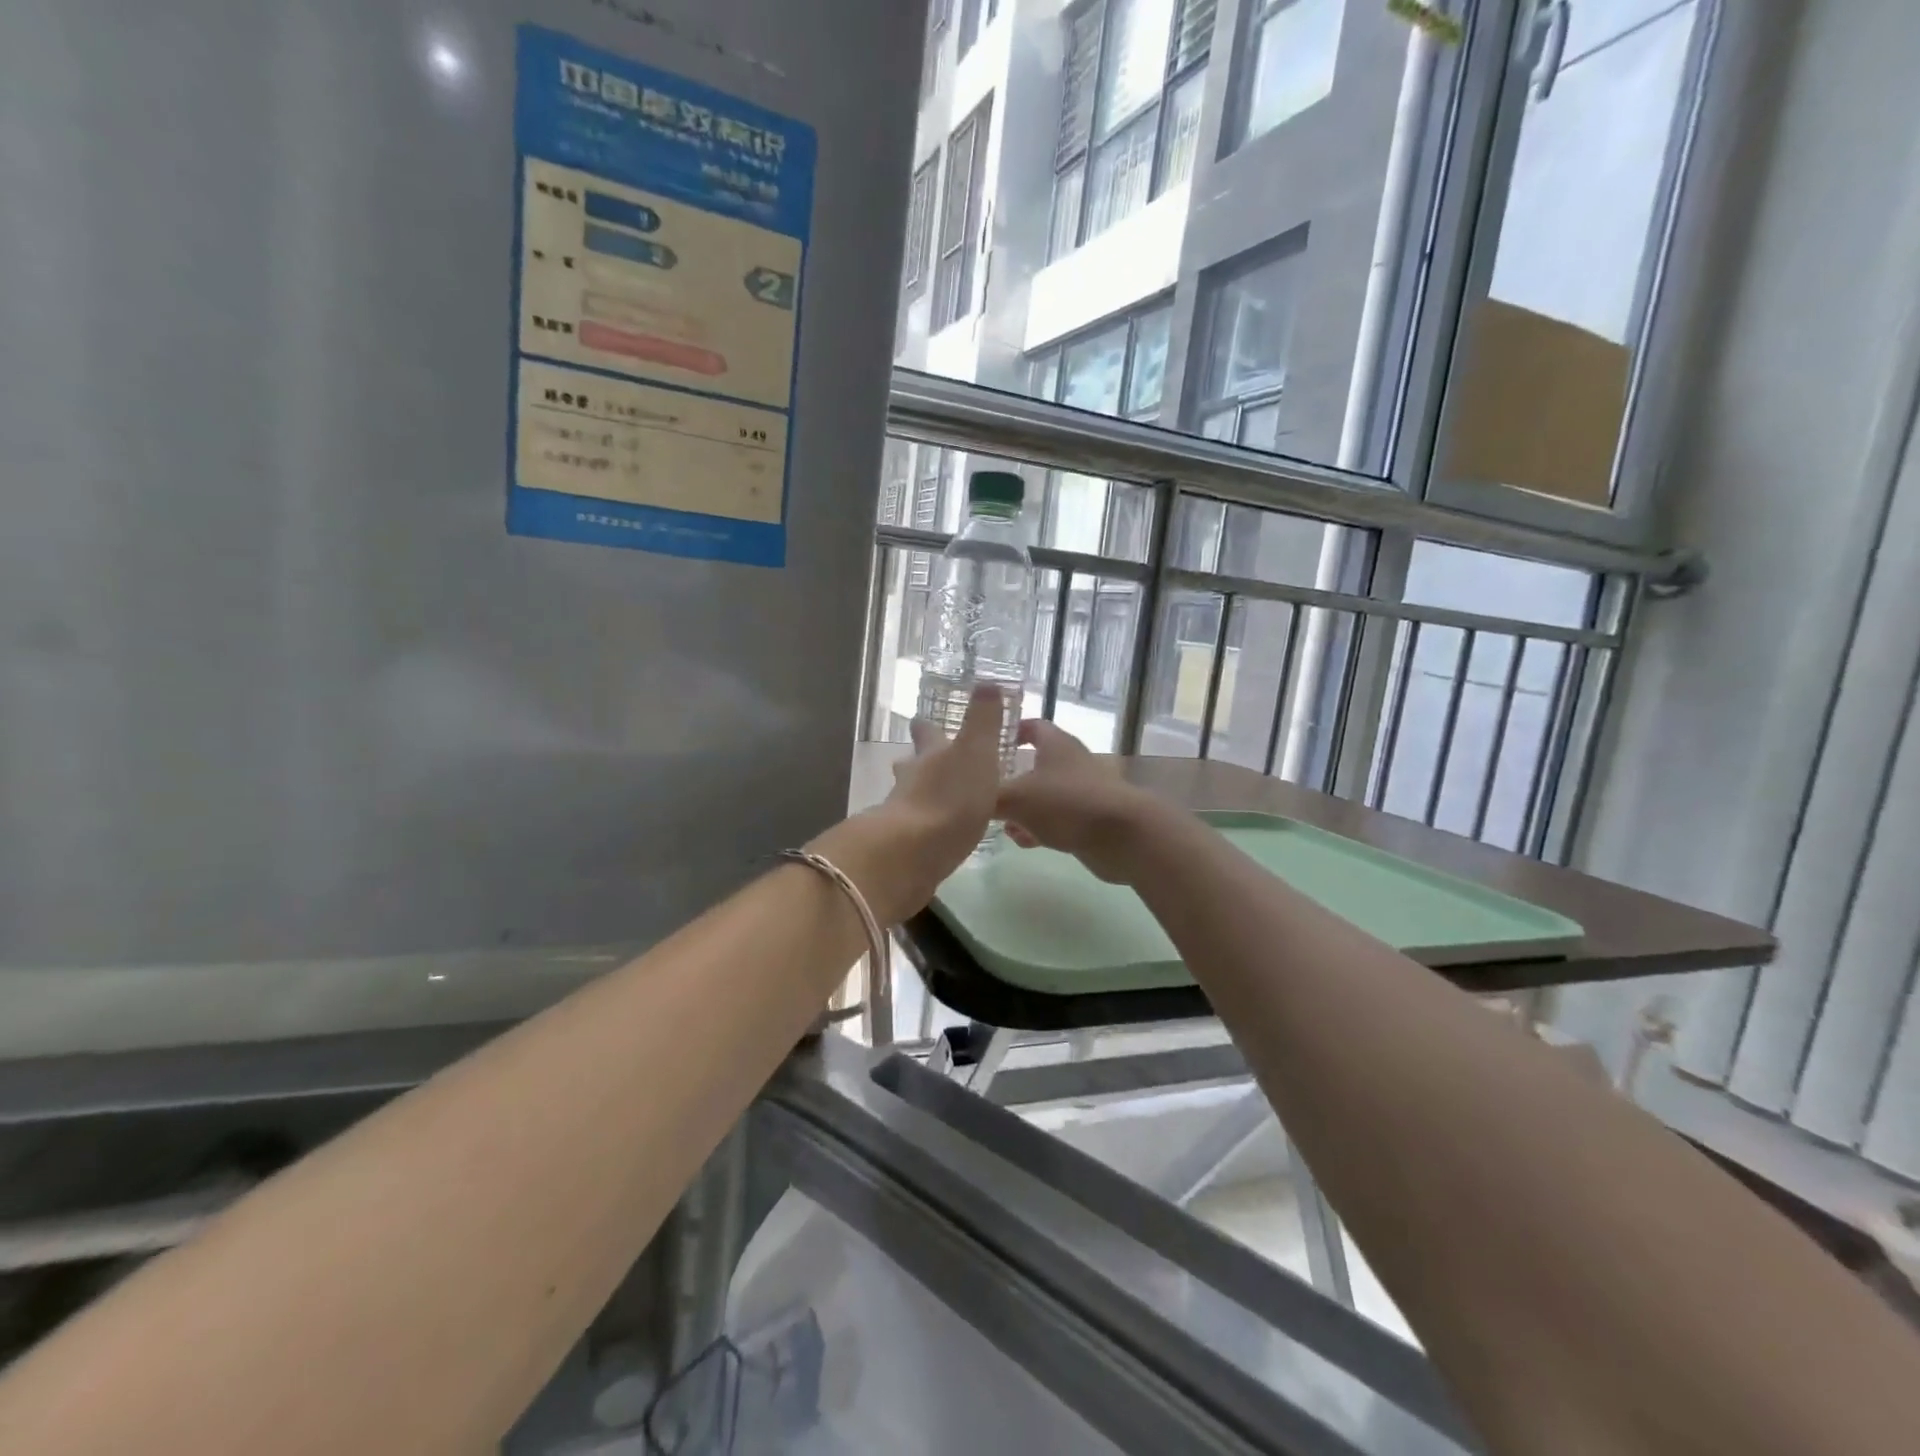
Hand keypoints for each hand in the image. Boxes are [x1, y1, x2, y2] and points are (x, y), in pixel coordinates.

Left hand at [871, 685, 1007, 899]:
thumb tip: (986, 681)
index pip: (927, 734)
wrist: (915, 851)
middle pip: (912, 766)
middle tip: (924, 761)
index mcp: (931, 756)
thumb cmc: (951, 795)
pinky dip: (925, 827)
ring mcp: (903, 814)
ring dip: (921, 795)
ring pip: (911, 797)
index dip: (926, 727)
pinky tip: (937, 835)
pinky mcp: (904, 846)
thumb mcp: (977, 751)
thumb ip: (983, 720)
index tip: (921, 720)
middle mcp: (911, 780)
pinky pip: (916, 830)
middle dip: (919, 762)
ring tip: (938, 800)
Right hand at [996, 720, 1162, 882]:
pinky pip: (1056, 819)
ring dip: (1022, 808)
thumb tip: (967, 798)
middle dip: (1009, 777)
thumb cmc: (1067, 803)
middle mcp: (1070, 762)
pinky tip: (1023, 842)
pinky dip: (1039, 827)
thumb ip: (989, 797)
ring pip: (1044, 795)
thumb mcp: (1016, 798)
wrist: (1124, 836)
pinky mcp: (1089, 819)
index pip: (1030, 726)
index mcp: (1055, 744)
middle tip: (984, 791)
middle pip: (1034, 763)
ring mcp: (1081, 791)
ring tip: (1000, 823)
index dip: (1008, 732)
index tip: (986, 745)